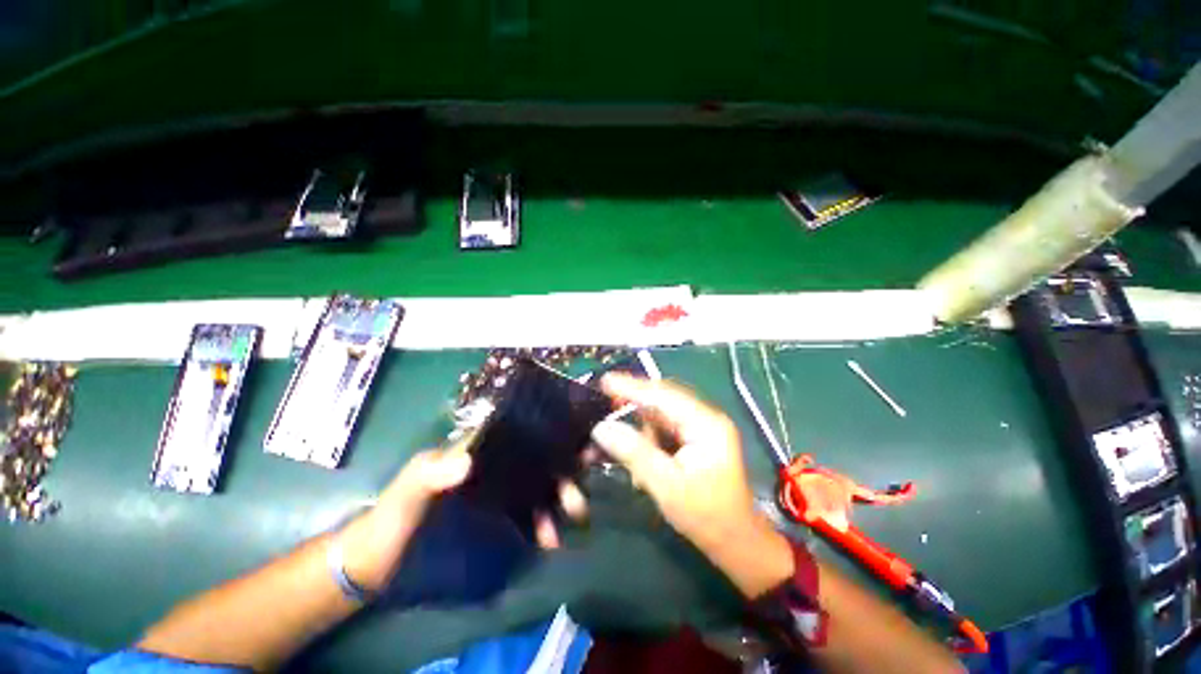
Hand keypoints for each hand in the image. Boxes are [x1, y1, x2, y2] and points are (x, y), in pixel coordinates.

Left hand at [336, 435, 587, 591]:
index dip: (551, 437)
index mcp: (480, 451)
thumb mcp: (409, 488)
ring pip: (538, 490)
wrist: (379, 562)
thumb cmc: (394, 514)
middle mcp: (496, 468)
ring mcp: (498, 496)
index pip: (522, 435)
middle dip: (562, 476)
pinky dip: (542, 526)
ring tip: (562, 525)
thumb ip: (431, 473)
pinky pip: (528, 517)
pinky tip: (548, 540)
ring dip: (556, 503)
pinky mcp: (497, 522)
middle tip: (576, 498)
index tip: (578, 446)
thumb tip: (467, 462)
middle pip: (538, 463)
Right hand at [591, 373, 794, 597]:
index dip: (632, 387)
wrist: (736, 543)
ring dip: (640, 426)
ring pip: (661, 414)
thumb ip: (634, 452)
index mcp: (706, 424)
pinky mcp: (695, 439)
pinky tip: (639, 453)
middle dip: (633, 403)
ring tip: (622, 440)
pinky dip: (648, 437)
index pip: (663, 395)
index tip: (604, 381)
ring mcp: (702, 428)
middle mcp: (705, 418)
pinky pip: (665, 427)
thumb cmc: (706, 516)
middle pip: (662, 400)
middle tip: (604, 405)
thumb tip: (601, 427)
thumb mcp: (666, 485)